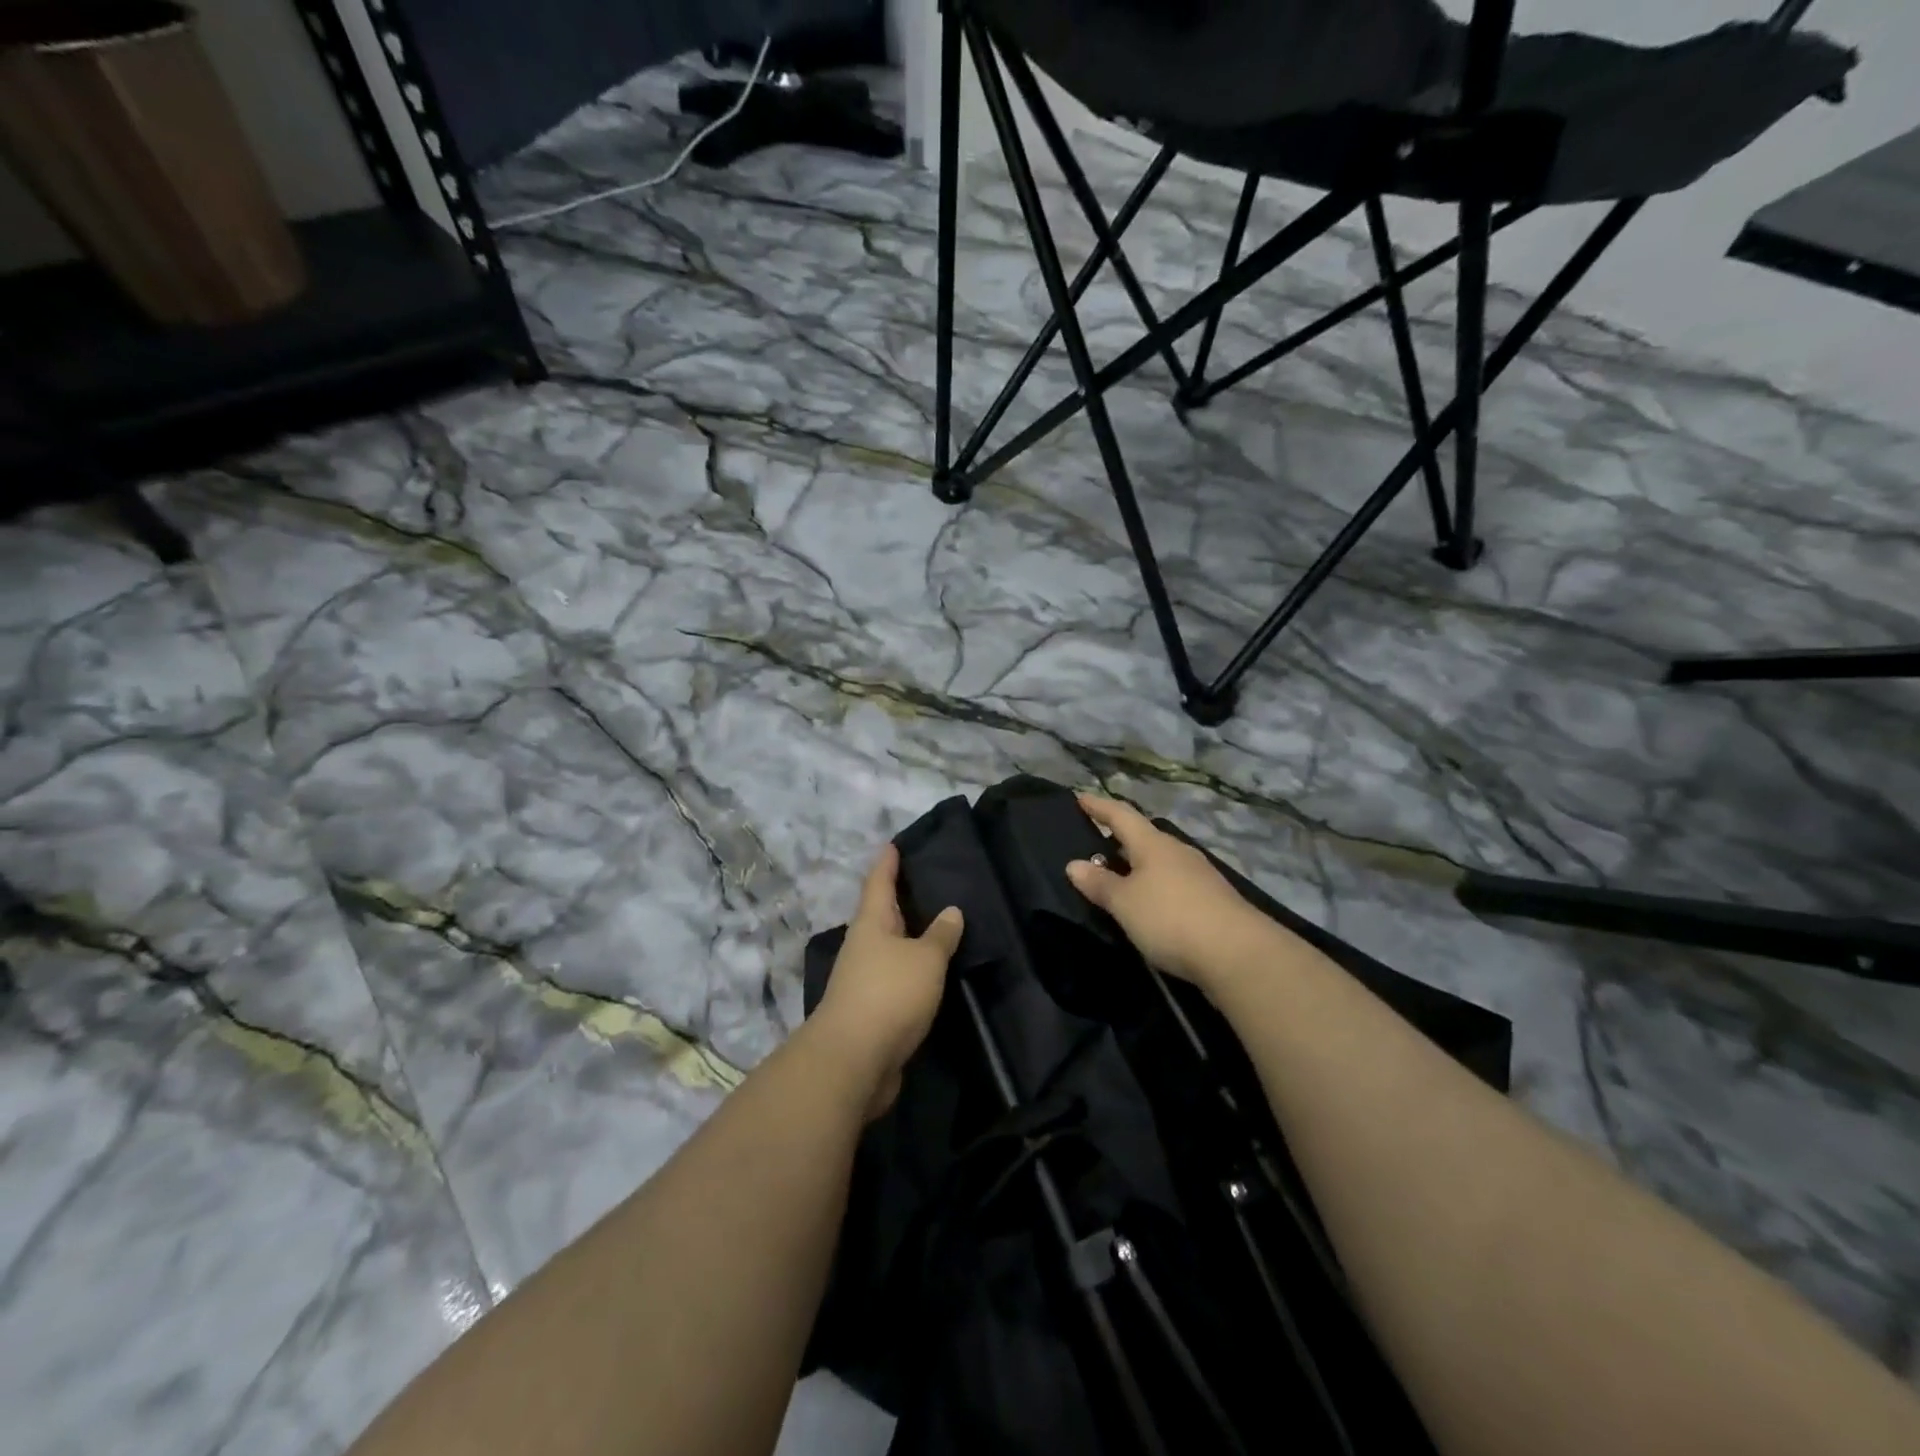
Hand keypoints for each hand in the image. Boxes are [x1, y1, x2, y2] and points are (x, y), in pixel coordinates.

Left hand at [812, 843, 964, 1119]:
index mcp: (871, 924)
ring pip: (889, 948)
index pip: (879, 882)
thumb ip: (941, 935)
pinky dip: (912, 970)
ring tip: (936, 926)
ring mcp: (863, 979)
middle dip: (899, 899)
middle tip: (926, 882)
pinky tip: (931, 972)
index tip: (893, 844)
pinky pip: (895, 978)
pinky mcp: (871, 1010)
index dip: (888, 863)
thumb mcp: (925, 959)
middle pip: (881, 914)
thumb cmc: (890, 994)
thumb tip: (951, 911)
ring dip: (909, 937)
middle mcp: (863, 946)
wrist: (853, 1060)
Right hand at [1065, 794, 1272, 990]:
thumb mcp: (1124, 903)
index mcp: (1153, 844)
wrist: (1238, 954)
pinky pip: (1174, 884)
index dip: (1098, 806)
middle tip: (1094, 847)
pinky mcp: (1213, 901)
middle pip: (1143, 837)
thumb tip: (1074, 864)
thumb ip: (1099, 883)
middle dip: (1119, 839)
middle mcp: (1178, 852)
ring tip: (1117, 879)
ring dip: (1138, 866)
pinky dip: (1155, 887)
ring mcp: (1200, 876)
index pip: (1121, 815)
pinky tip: (1149, 905)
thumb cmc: (1171, 918)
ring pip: (1160, 862)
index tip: (1080, 797)